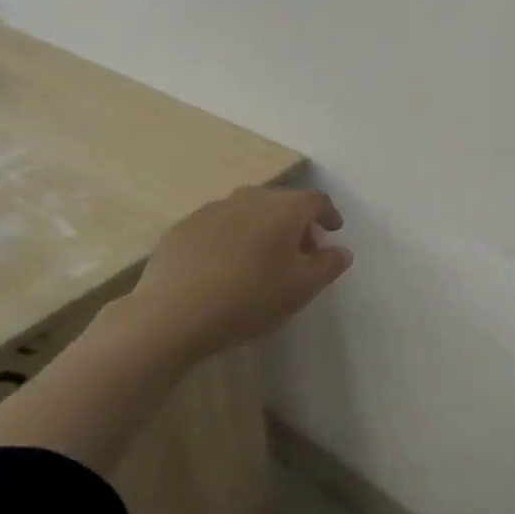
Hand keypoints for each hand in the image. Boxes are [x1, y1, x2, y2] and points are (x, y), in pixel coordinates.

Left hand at [133, 187, 352, 357]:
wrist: (172, 315)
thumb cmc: (249, 299)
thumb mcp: (301, 289)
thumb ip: (328, 265)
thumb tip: (341, 250)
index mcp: (282, 208)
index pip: (315, 199)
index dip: (328, 214)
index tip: (333, 231)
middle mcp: (248, 198)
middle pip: (281, 203)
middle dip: (296, 224)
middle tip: (301, 253)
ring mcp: (211, 210)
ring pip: (247, 212)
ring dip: (262, 229)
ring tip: (262, 261)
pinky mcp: (183, 228)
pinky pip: (218, 226)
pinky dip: (231, 239)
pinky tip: (225, 267)